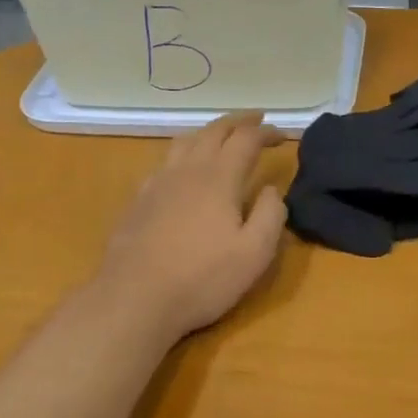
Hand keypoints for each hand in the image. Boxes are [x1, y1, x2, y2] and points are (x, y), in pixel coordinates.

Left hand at [95, 114, 286, 342]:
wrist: (134, 298)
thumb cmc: (202, 279)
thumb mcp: (254, 254)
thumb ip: (270, 216)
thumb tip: (271, 189)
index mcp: (218, 179)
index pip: (245, 140)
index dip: (265, 133)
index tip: (282, 135)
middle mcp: (187, 171)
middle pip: (213, 131)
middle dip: (238, 121)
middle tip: (256, 119)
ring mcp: (157, 183)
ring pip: (184, 142)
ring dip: (208, 131)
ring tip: (221, 135)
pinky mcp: (138, 201)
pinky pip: (164, 163)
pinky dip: (183, 153)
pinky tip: (182, 170)